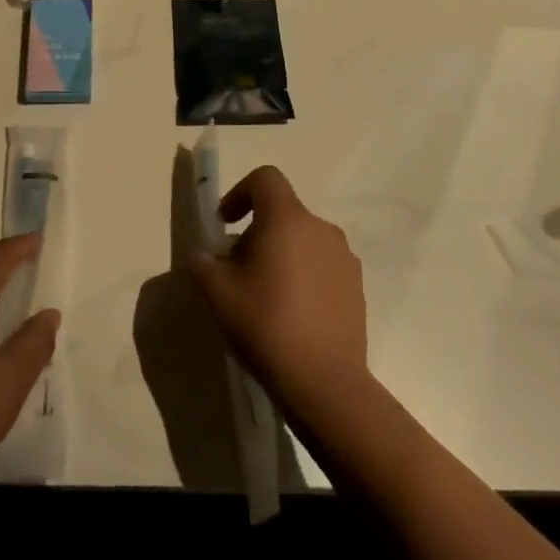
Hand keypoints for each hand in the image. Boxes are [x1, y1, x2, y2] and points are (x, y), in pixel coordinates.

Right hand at [189, 166, 367, 416]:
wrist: (323, 380)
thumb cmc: (265, 323)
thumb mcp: (216, 292)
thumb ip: (202, 263)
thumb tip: (204, 257)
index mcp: (287, 219)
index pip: (265, 179)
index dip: (240, 192)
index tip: (225, 223)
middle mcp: (321, 229)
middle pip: (283, 212)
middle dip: (256, 232)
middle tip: (237, 269)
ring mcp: (345, 258)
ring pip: (304, 240)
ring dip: (282, 254)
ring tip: (265, 294)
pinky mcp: (357, 287)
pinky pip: (323, 266)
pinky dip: (304, 276)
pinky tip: (292, 314)